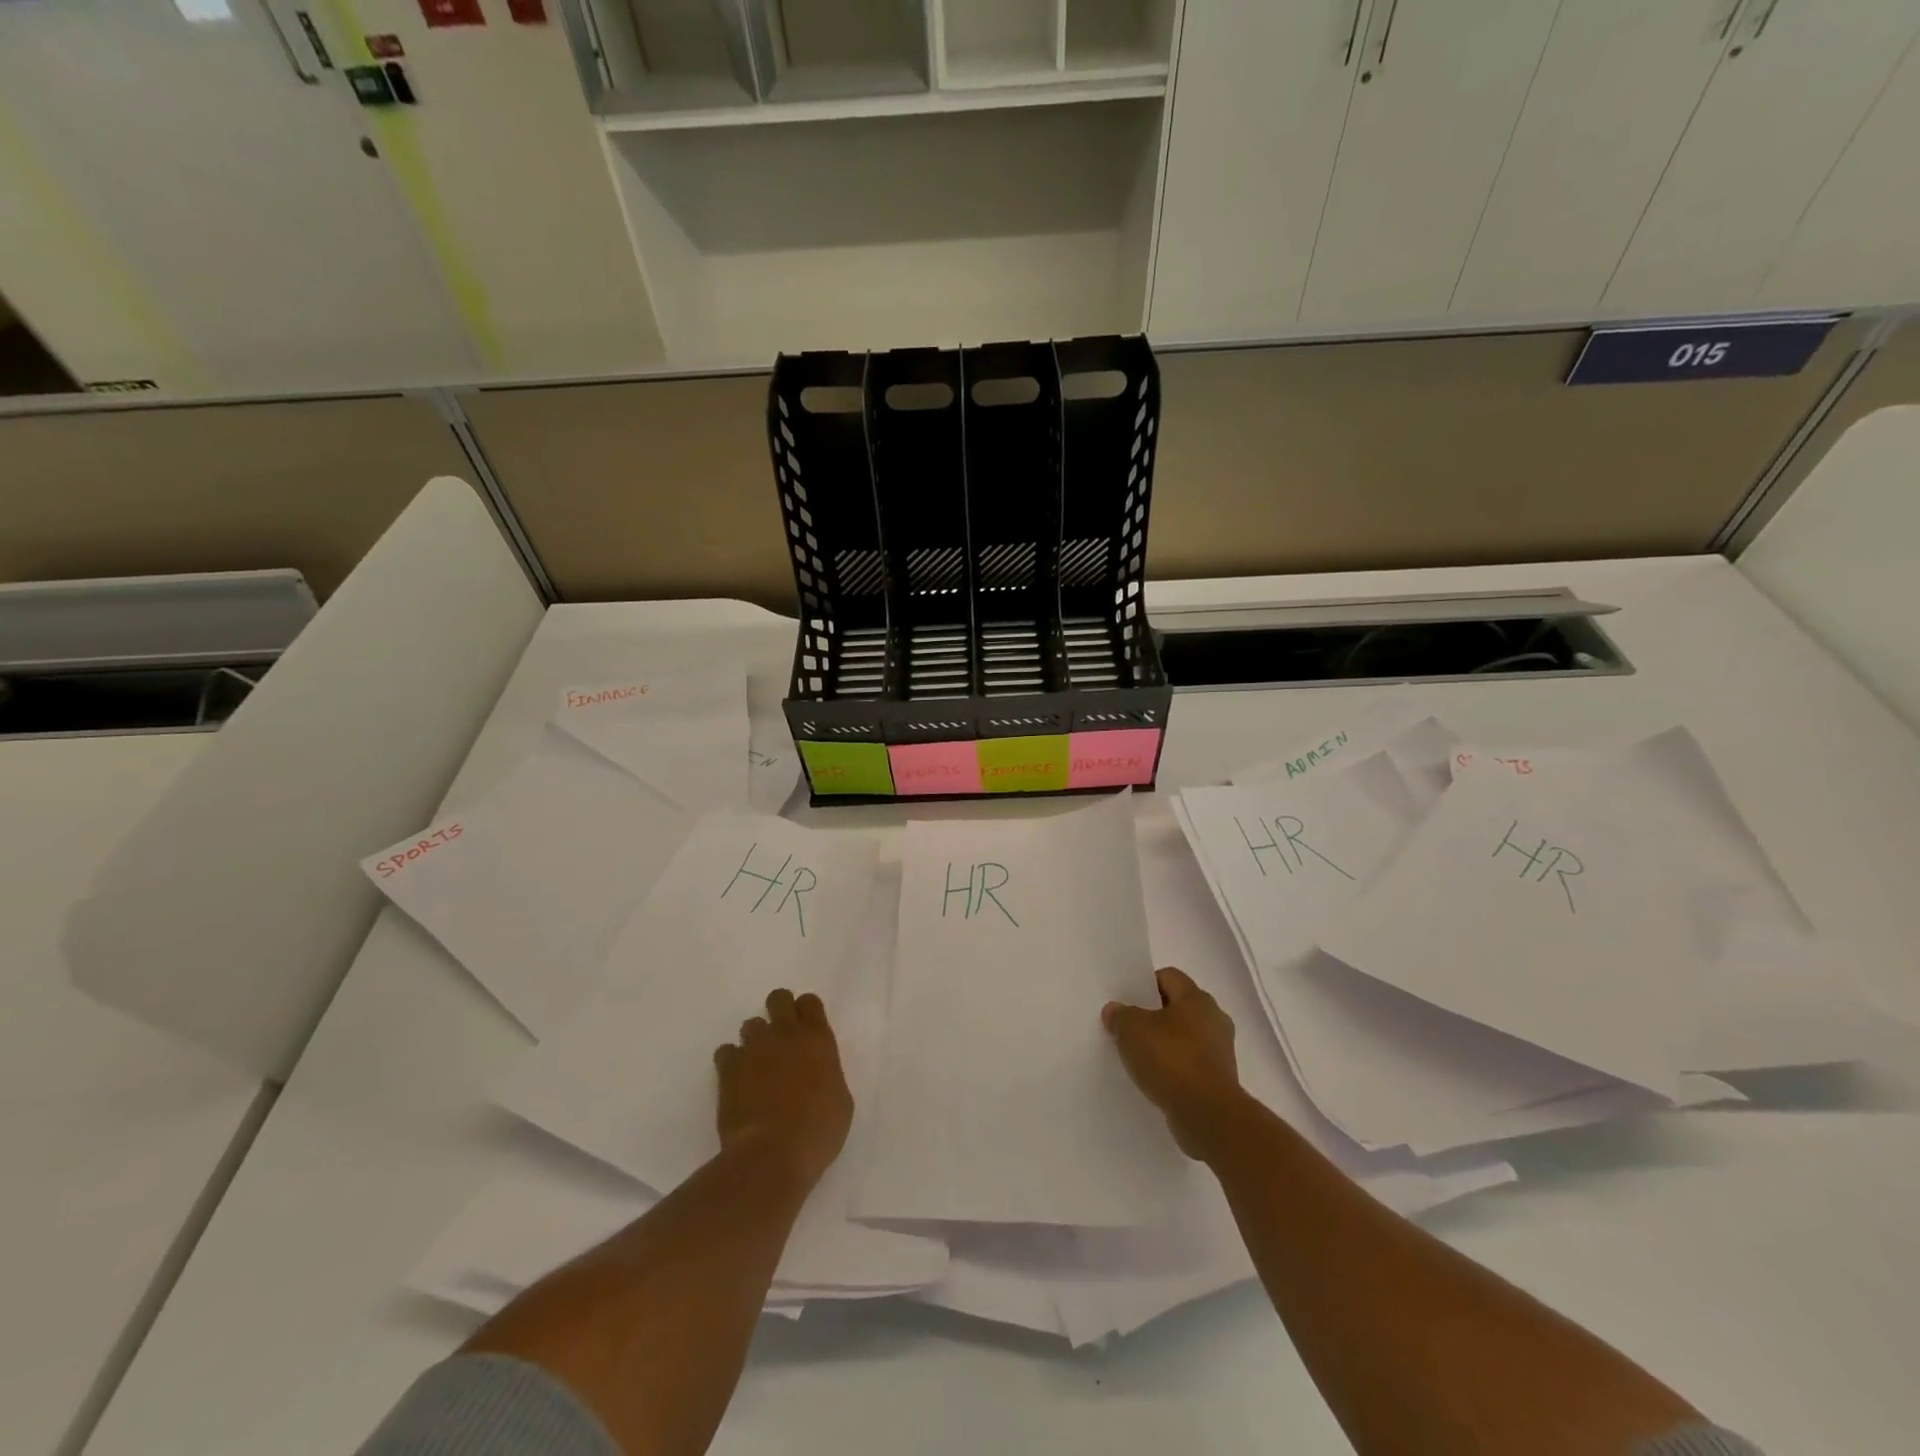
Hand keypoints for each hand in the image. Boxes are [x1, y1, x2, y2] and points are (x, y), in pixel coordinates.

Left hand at [713, 988, 852, 1189]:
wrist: (772, 1154)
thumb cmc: (818, 1131)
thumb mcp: (840, 1100)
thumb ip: (827, 1075)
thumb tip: (817, 1073)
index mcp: (818, 1038)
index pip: (809, 1002)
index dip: (806, 1012)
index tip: (806, 1029)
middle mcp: (786, 1034)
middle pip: (778, 999)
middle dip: (778, 1011)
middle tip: (780, 1038)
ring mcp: (754, 1048)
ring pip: (751, 1024)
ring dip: (755, 1040)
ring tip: (757, 1066)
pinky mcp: (729, 1069)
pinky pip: (726, 1051)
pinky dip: (731, 1062)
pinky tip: (737, 1082)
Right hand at [1103, 967, 1242, 1159]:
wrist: (1208, 1115)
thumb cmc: (1171, 1059)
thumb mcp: (1132, 1030)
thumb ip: (1120, 1015)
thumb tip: (1114, 1010)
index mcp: (1197, 998)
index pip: (1169, 977)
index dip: (1145, 984)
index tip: (1127, 1001)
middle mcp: (1214, 1018)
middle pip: (1178, 1007)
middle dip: (1154, 1015)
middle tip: (1129, 1027)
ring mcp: (1220, 1050)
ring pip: (1185, 1037)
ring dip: (1165, 1044)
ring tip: (1140, 1057)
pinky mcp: (1220, 1079)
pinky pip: (1191, 1064)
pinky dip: (1175, 1068)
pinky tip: (1156, 1079)